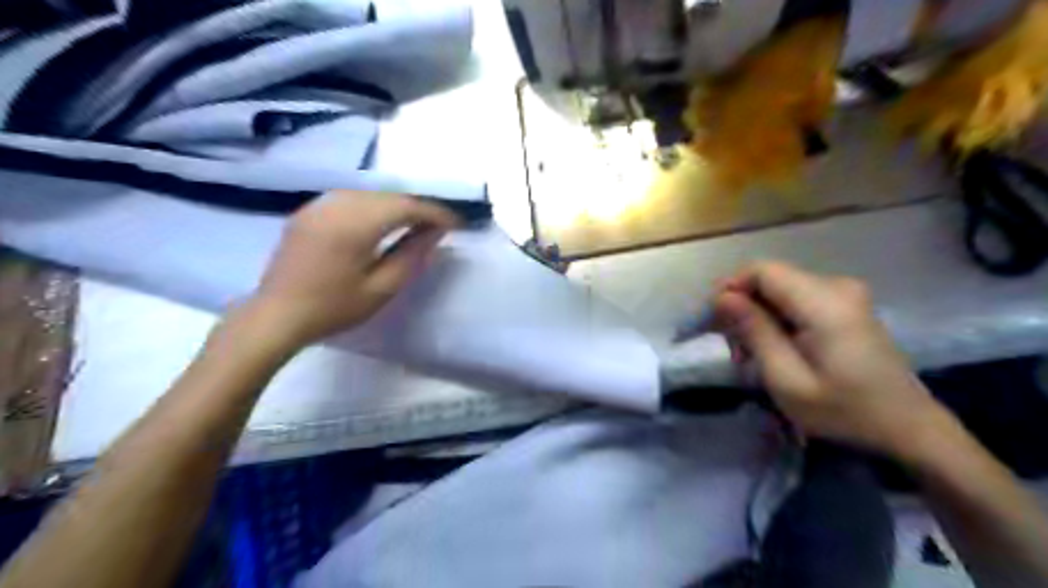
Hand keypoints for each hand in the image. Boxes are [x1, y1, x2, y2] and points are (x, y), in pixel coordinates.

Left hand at [248, 192, 458, 350]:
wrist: (276, 316)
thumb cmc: (333, 308)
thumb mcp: (381, 289)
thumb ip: (411, 256)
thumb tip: (435, 233)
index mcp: (356, 224)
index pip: (406, 206)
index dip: (435, 213)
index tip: (456, 225)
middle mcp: (337, 204)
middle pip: (389, 195)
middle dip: (418, 207)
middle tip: (439, 225)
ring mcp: (319, 205)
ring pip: (370, 194)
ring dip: (396, 205)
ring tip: (415, 224)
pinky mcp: (309, 211)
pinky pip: (350, 198)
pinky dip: (373, 206)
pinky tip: (380, 222)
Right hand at [712, 262, 951, 458]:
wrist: (909, 428)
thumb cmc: (845, 411)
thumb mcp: (787, 379)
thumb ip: (754, 332)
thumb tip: (722, 297)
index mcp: (824, 302)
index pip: (761, 270)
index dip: (730, 288)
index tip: (712, 322)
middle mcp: (836, 286)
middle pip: (769, 279)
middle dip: (742, 307)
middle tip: (732, 349)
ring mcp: (844, 294)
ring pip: (779, 289)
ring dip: (757, 316)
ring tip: (750, 355)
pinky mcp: (846, 305)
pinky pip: (797, 299)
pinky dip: (776, 319)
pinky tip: (774, 349)